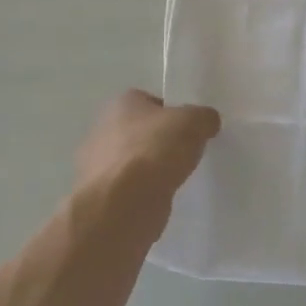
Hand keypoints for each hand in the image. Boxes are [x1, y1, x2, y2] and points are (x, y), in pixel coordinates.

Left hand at [74, 90, 220, 218]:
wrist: (123, 205)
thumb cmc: (154, 150)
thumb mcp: (194, 122)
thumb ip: (204, 117)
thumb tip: (207, 122)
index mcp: (121, 104)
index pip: (152, 101)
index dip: (173, 112)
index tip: (191, 128)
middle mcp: (104, 130)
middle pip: (143, 132)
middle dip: (163, 141)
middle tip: (188, 151)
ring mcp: (99, 166)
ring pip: (137, 162)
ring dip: (153, 169)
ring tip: (178, 177)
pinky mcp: (103, 197)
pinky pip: (131, 188)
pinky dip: (146, 192)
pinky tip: (163, 197)